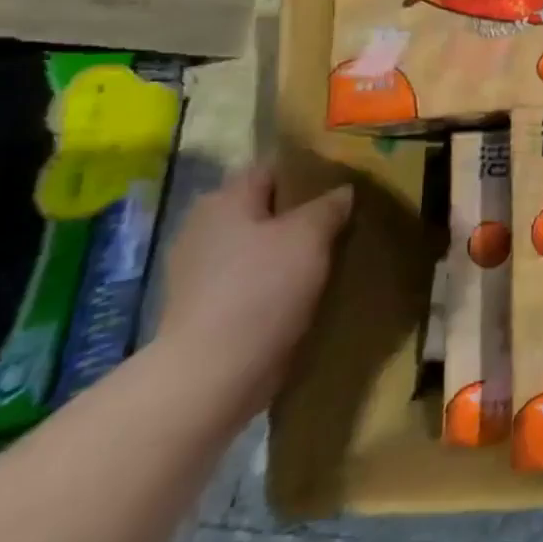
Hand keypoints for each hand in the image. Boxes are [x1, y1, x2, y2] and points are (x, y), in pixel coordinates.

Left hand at [154, 164, 352, 421]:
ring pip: (258, 245)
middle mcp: (204, 227)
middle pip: (263, 208)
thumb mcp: (310, 235)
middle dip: (299, 212)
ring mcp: (199, 270)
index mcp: (224, 200)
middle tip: (343, 218)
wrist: (213, 373)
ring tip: (330, 254)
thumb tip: (343, 191)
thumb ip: (329, 205)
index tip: (343, 181)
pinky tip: (305, 288)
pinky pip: (250, 278)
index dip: (308, 171)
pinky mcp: (205, 307)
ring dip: (288, 248)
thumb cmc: (262, 288)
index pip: (272, 169)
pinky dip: (275, 279)